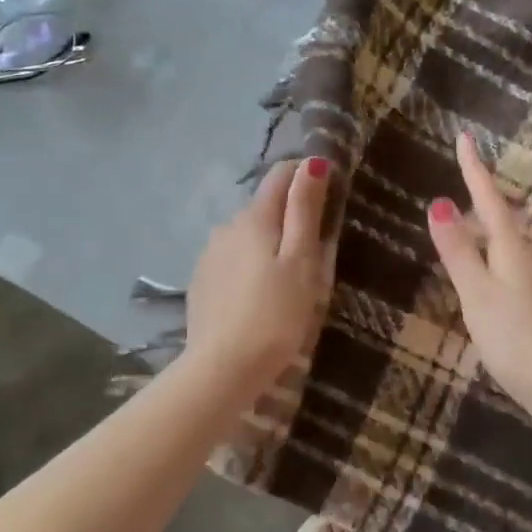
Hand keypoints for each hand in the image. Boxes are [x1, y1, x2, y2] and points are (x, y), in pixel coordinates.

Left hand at [185, 157, 334, 384]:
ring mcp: (209, 255)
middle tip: (317, 245)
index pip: (280, 175)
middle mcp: (226, 227)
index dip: (305, 174)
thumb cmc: (275, 315)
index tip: (329, 190)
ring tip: (289, 273)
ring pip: (246, 234)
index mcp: (254, 218)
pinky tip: (259, 292)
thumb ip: (304, 210)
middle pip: (263, 206)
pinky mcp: (201, 282)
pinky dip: (249, 264)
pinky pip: (232, 259)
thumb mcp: (301, 262)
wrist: (222, 369)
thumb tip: (312, 162)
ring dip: (268, 241)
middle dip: (289, 213)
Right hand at [426, 132, 531, 416]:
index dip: (475, 169)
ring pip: (515, 238)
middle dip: (487, 194)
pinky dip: (499, 249)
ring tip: (475, 219)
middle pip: (506, 215)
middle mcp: (528, 257)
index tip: (466, 137)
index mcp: (511, 248)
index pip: (490, 198)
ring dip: (495, 222)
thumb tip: (439, 203)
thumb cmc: (515, 337)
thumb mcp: (477, 293)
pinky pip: (517, 260)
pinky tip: (493, 266)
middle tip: (466, 178)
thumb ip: (458, 251)